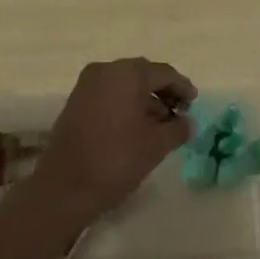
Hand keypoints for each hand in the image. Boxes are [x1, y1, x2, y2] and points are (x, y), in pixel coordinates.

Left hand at [35, 58, 195, 227]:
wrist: (65, 187)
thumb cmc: (116, 160)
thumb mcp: (157, 145)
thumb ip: (178, 128)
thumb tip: (187, 122)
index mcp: (127, 73)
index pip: (163, 73)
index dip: (182, 87)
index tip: (195, 103)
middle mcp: (105, 70)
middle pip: (142, 75)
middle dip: (163, 92)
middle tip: (180, 112)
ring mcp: (86, 85)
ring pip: (124, 85)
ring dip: (144, 100)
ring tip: (161, 124)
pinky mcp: (75, 102)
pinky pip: (109, 95)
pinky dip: (125, 105)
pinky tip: (137, 127)